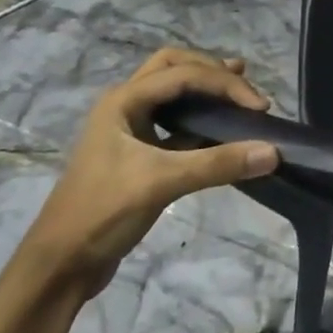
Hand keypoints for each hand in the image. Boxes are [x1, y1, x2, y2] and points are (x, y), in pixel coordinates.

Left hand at [18, 48, 278, 297]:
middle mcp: (124, 105)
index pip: (184, 74)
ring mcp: (128, 129)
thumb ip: (218, 164)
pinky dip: (199, 119)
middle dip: (210, 70)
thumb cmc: (103, 212)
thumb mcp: (162, 183)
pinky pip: (173, 122)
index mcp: (123, 100)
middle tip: (244, 83)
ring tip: (238, 93)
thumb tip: (272, 151)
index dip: (225, 84)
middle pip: (172, 67)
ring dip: (204, 90)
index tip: (259, 107)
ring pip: (171, 93)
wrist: (60, 265)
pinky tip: (220, 131)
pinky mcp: (136, 154)